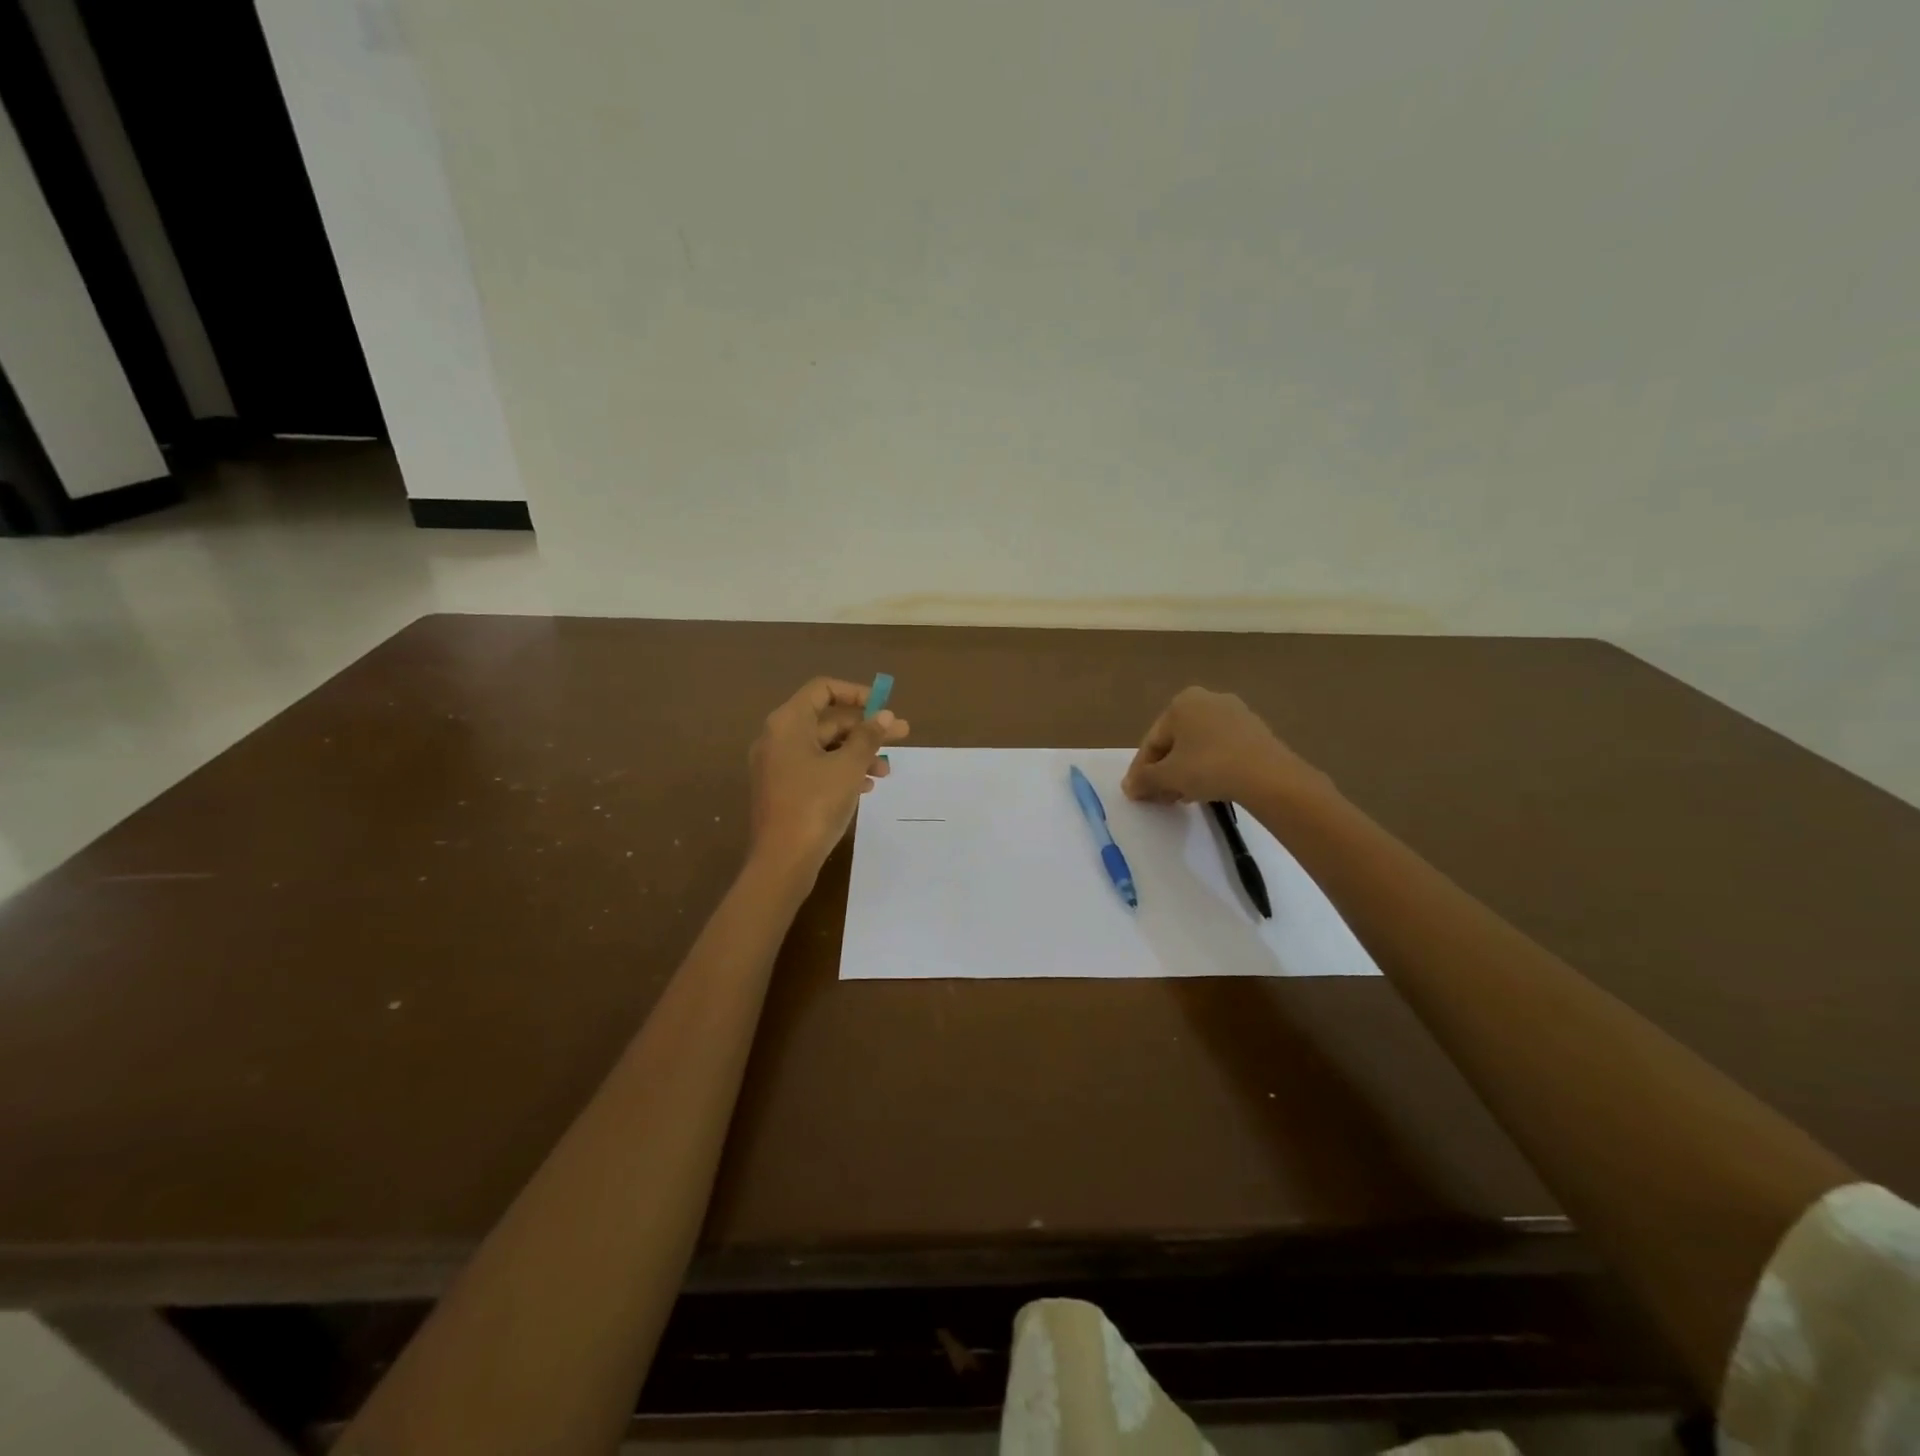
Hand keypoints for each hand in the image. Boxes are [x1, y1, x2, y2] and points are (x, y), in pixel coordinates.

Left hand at [748, 678, 909, 873]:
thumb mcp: (848, 767)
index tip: (883, 708)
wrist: (783, 861)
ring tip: (885, 771)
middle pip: (827, 720)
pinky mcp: (782, 789)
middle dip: (865, 729)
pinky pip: (815, 768)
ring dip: (857, 753)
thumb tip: (885, 716)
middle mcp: (778, 738)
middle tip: (901, 736)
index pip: (823, 689)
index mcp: (788, 723)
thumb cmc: (815, 805)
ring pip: (824, 747)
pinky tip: (865, 787)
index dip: (856, 693)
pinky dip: (841, 771)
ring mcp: (777, 765)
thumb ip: (868, 737)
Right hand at [1122, 687, 1327, 805]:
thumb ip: (1143, 779)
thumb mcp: (1168, 776)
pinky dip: (1210, 767)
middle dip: (1165, 771)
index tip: (1137, 792)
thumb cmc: (1208, 767)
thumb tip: (1128, 787)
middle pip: (1176, 742)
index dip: (1142, 770)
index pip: (1152, 741)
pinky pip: (1222, 749)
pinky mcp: (1256, 730)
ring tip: (1183, 797)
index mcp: (1181, 702)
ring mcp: (1235, 713)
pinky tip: (1209, 789)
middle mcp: (1207, 699)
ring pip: (1199, 746)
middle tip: (1161, 797)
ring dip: (1186, 771)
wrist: (1267, 775)